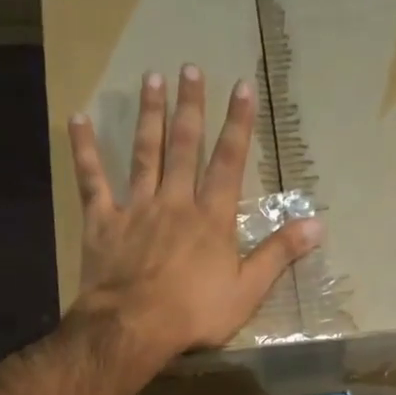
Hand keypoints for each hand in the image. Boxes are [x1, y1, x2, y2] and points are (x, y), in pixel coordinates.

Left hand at [68, 65, 322, 361]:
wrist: (135, 326)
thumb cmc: (195, 313)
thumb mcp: (248, 290)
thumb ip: (279, 254)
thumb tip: (317, 224)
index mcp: (212, 219)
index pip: (229, 163)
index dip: (238, 125)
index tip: (241, 87)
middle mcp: (176, 202)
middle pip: (185, 147)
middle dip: (190, 107)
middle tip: (190, 68)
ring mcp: (137, 208)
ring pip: (144, 153)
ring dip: (149, 115)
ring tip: (151, 79)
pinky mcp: (103, 221)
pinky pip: (92, 179)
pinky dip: (85, 149)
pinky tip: (78, 119)